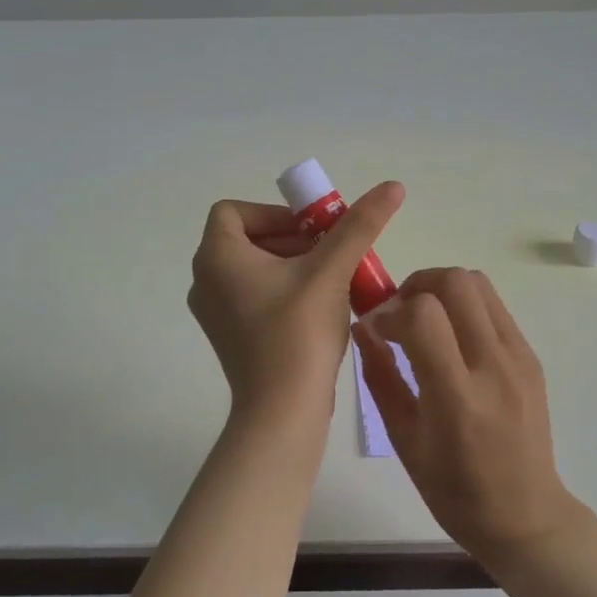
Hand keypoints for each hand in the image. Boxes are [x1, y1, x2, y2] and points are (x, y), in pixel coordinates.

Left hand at [189, 181, 404, 419]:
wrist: (282, 410)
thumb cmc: (298, 331)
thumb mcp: (331, 270)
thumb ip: (359, 225)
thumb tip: (392, 186)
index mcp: (215, 257)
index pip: (233, 211)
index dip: (274, 213)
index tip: (311, 231)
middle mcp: (204, 280)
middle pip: (247, 239)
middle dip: (293, 239)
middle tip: (331, 253)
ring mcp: (214, 312)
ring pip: (253, 269)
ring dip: (292, 265)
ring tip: (332, 280)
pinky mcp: (229, 336)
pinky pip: (253, 296)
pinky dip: (283, 291)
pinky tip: (319, 308)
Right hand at [353, 268, 575, 560]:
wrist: (524, 514)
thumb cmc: (453, 489)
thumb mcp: (403, 439)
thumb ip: (381, 377)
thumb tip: (363, 328)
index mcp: (457, 397)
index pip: (422, 316)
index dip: (390, 311)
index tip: (377, 328)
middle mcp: (493, 367)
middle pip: (455, 282)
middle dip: (416, 285)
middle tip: (399, 313)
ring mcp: (519, 358)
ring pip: (479, 284)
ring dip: (442, 289)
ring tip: (424, 320)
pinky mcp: (531, 357)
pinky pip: (494, 307)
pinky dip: (465, 307)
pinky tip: (452, 339)